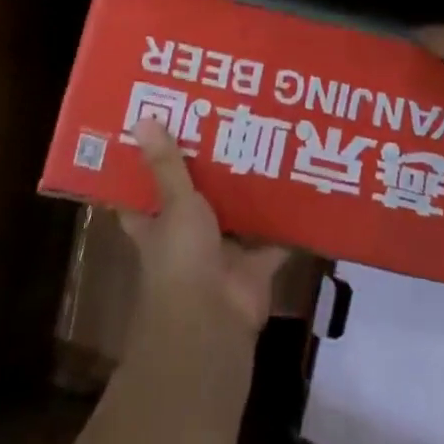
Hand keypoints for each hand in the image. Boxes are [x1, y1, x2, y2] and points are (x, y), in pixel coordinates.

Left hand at [121, 119, 287, 337]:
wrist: (213, 325)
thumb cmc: (180, 260)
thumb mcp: (174, 205)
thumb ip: (166, 165)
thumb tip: (141, 117)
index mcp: (157, 223)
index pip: (143, 192)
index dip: (145, 165)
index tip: (154, 127)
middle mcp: (186, 236)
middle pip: (195, 195)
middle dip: (209, 166)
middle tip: (223, 118)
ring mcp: (221, 252)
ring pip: (235, 212)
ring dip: (247, 187)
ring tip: (265, 137)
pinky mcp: (253, 266)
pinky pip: (273, 237)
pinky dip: (287, 221)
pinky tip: (302, 184)